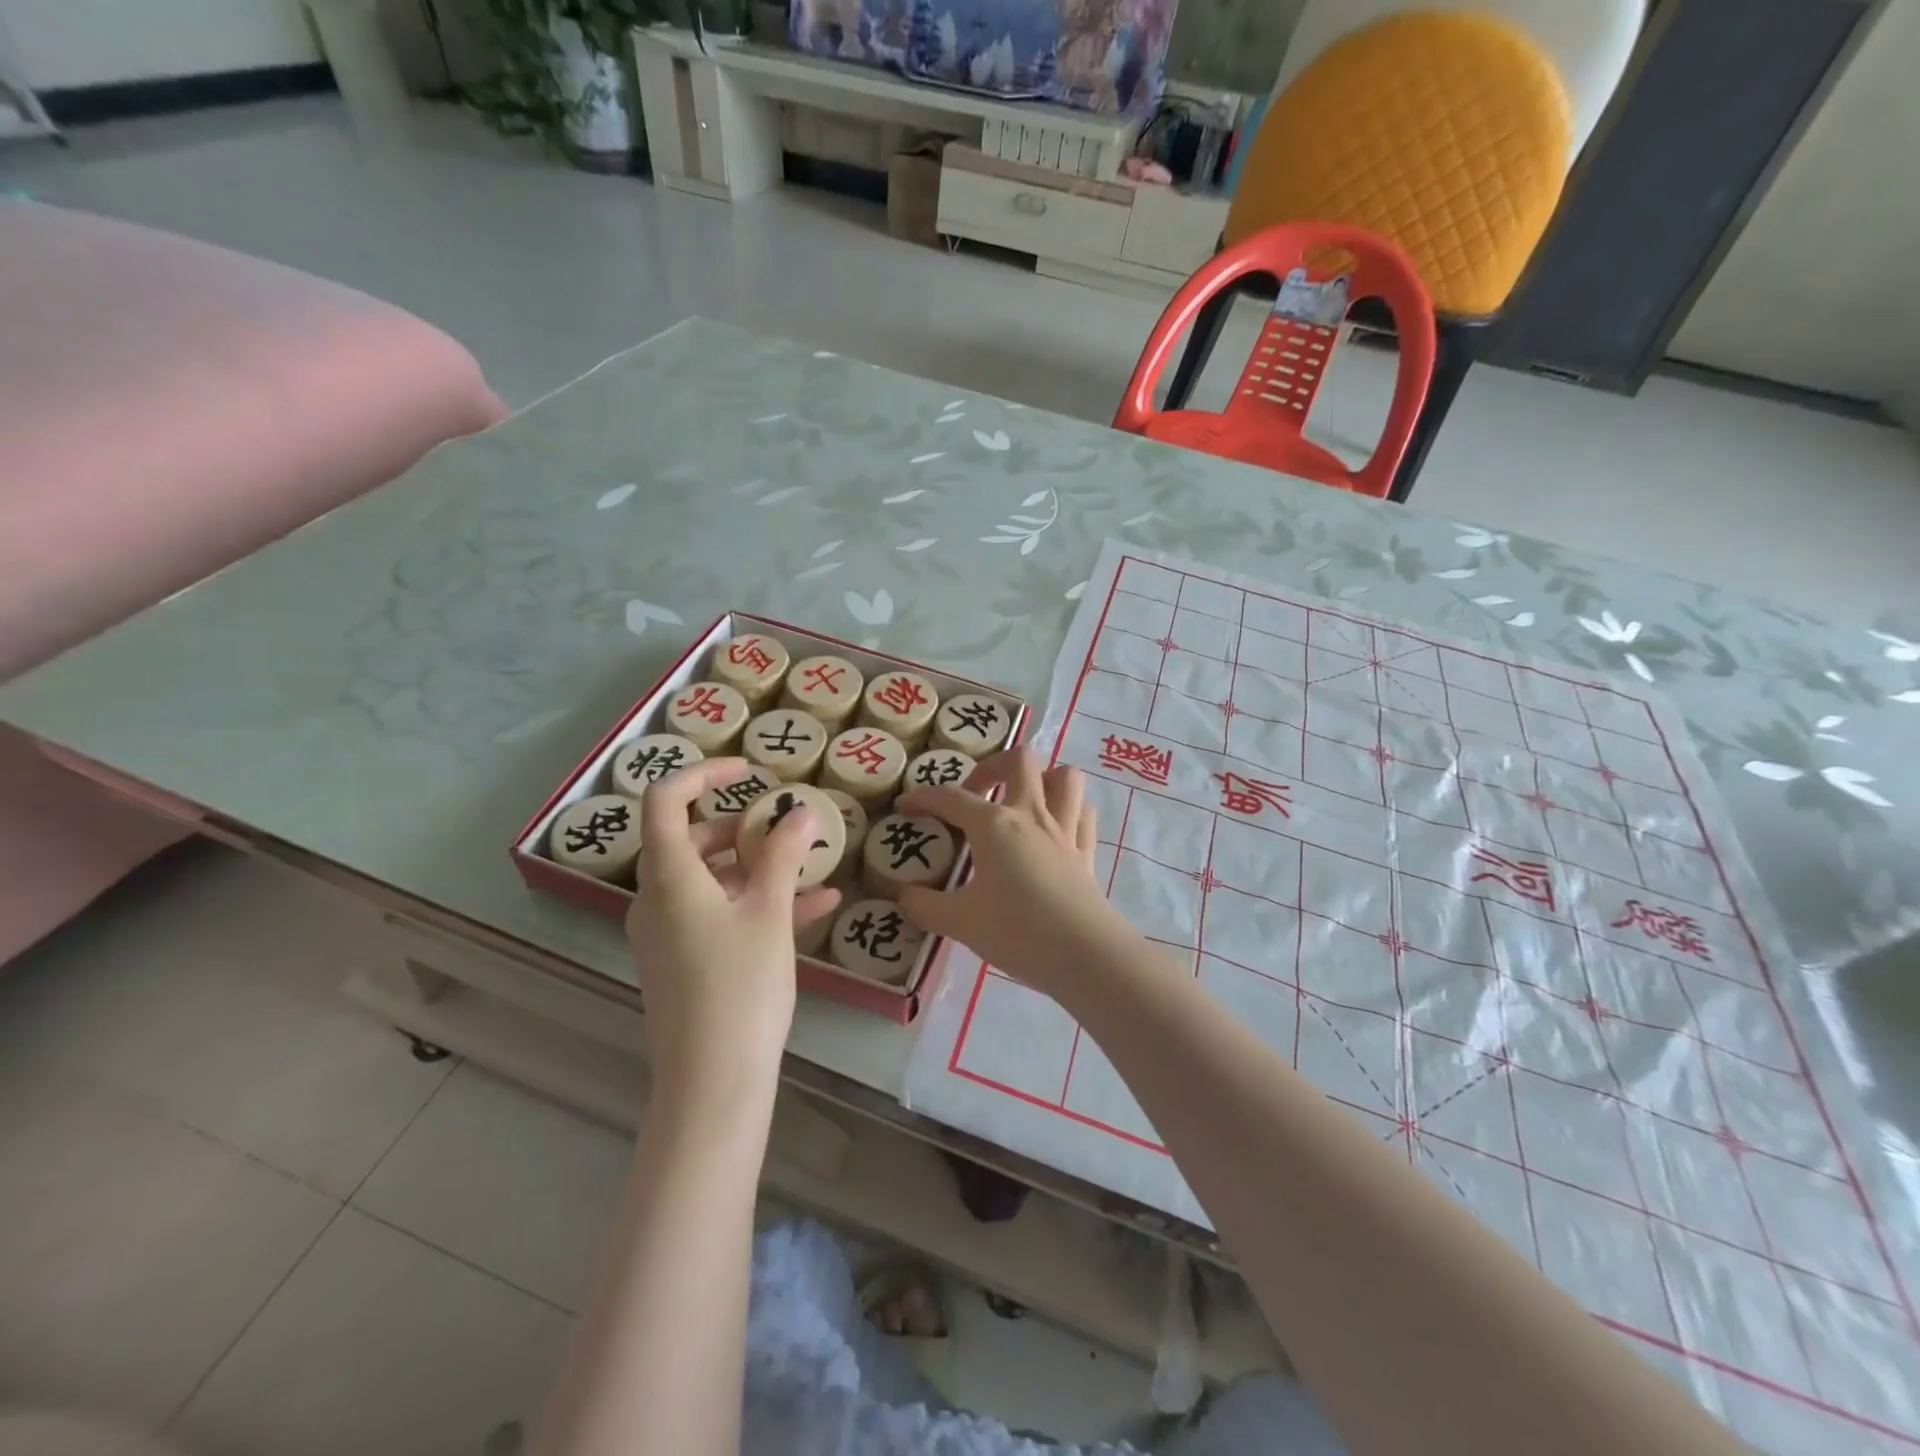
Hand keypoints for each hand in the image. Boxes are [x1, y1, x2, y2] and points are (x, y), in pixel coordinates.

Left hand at [625, 758, 840, 1103]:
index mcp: (668, 877)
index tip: (750, 770)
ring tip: (812, 862)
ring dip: (759, 866)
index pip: (664, 801)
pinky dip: (760, 903)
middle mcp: (658, 899)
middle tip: (786, 822)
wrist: (713, 1082)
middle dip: (742, 826)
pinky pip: (721, 915)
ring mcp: (669, 934)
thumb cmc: (739, 987)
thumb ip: (784, 857)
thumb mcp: (769, 914)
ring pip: (712, 880)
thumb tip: (801, 812)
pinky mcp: (686, 962)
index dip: (703, 773)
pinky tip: (818, 906)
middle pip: (692, 840)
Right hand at [895, 749, 1131, 1001]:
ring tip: (1022, 801)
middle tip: (976, 794)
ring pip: (1064, 777)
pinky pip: (1082, 813)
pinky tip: (1054, 828)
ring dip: (1042, 778)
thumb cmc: (1018, 931)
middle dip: (992, 766)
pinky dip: (1068, 809)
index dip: (923, 798)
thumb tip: (904, 896)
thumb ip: (925, 906)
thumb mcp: (960, 922)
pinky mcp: (1086, 852)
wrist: (1084, 955)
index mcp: (994, 825)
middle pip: (1020, 760)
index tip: (904, 807)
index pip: (951, 798)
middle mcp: (1031, 815)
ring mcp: (1065, 830)